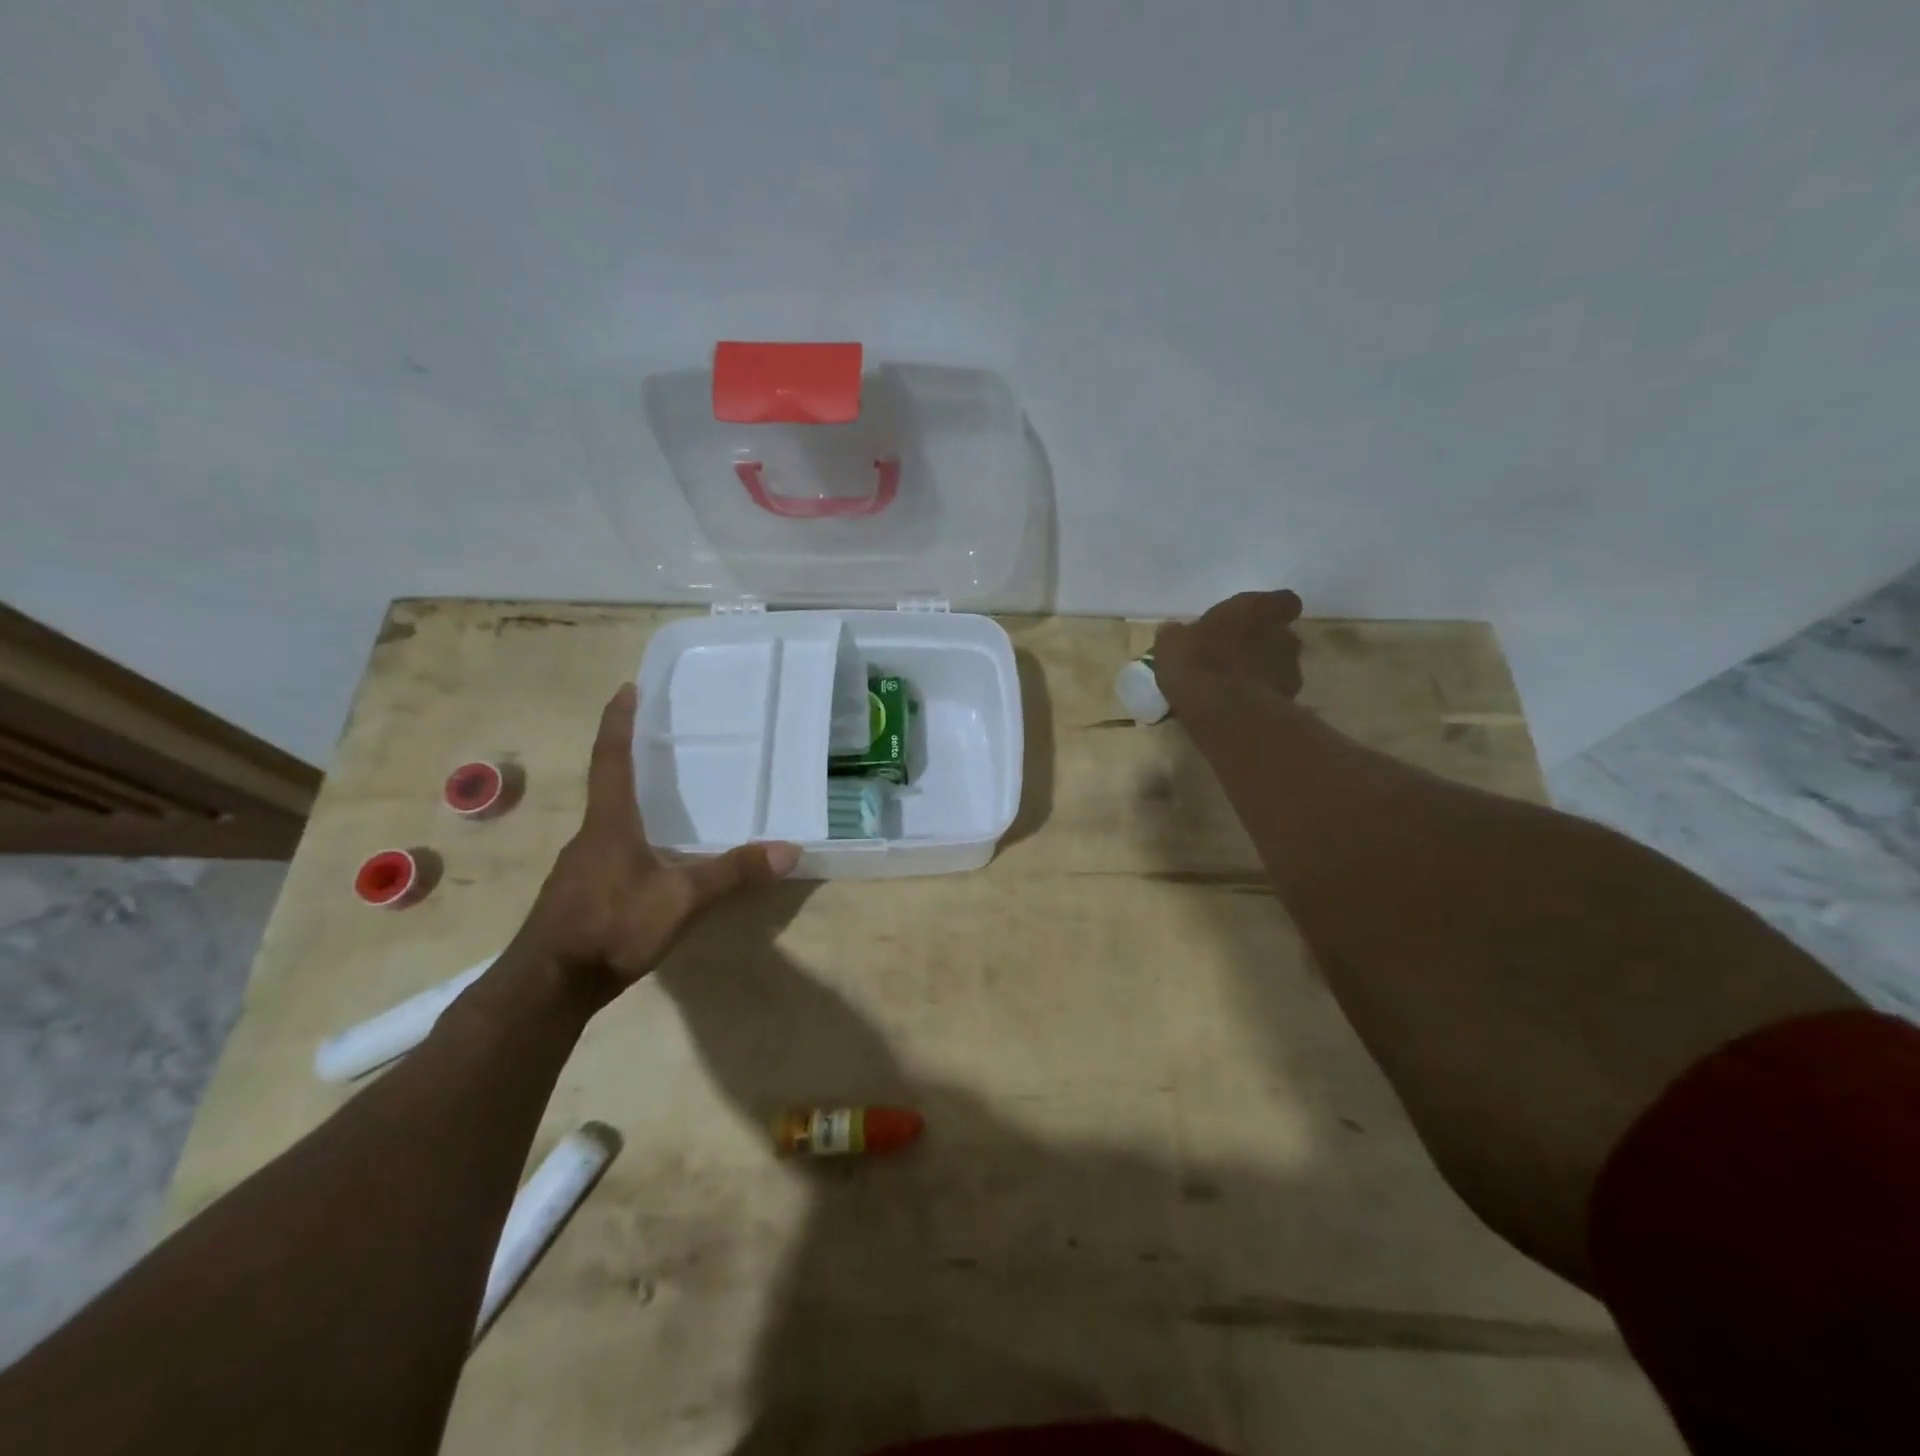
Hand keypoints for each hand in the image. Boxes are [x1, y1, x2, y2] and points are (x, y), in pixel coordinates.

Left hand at [508, 684, 798, 997]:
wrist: (547, 988)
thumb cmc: (610, 928)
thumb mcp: (681, 901)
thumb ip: (732, 874)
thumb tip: (789, 849)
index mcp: (609, 824)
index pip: (612, 759)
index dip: (619, 722)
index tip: (626, 688)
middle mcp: (590, 836)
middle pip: (609, 785)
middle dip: (631, 756)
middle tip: (662, 737)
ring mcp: (580, 866)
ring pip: (610, 820)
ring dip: (632, 799)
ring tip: (667, 795)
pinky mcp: (580, 893)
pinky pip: (610, 849)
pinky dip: (633, 836)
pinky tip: (654, 857)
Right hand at [1152, 590, 1305, 710]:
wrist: (1222, 711)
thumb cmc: (1196, 662)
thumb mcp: (1171, 643)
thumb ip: (1179, 634)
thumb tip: (1174, 632)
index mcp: (1257, 609)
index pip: (1283, 601)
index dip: (1271, 611)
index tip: (1253, 621)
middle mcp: (1282, 634)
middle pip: (1280, 635)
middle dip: (1262, 644)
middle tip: (1234, 656)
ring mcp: (1290, 669)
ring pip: (1279, 666)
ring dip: (1261, 672)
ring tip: (1234, 686)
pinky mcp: (1288, 700)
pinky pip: (1275, 694)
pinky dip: (1261, 697)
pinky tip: (1238, 707)